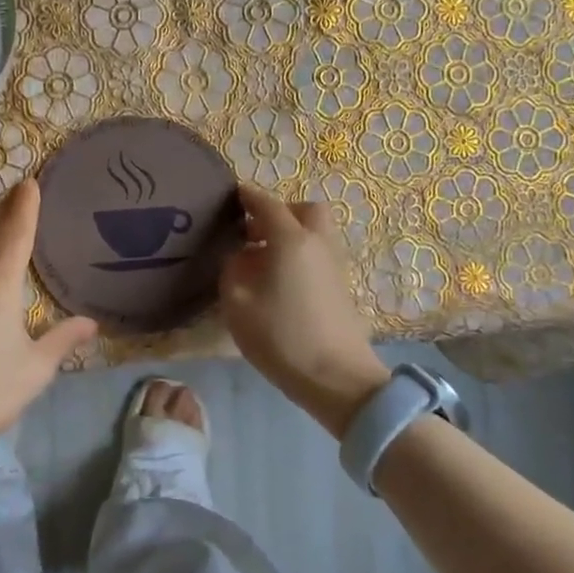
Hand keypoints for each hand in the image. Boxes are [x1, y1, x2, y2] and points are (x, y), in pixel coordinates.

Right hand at [219, 185, 388, 437]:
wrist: (336, 377)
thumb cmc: (280, 336)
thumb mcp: (238, 303)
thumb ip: (233, 269)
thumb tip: (241, 256)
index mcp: (290, 239)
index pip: (266, 204)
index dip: (247, 197)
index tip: (232, 195)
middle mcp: (317, 243)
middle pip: (303, 210)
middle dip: (279, 212)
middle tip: (253, 231)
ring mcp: (334, 264)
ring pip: (315, 232)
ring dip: (291, 234)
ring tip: (262, 259)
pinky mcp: (341, 286)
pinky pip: (319, 254)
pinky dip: (300, 254)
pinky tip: (280, 280)